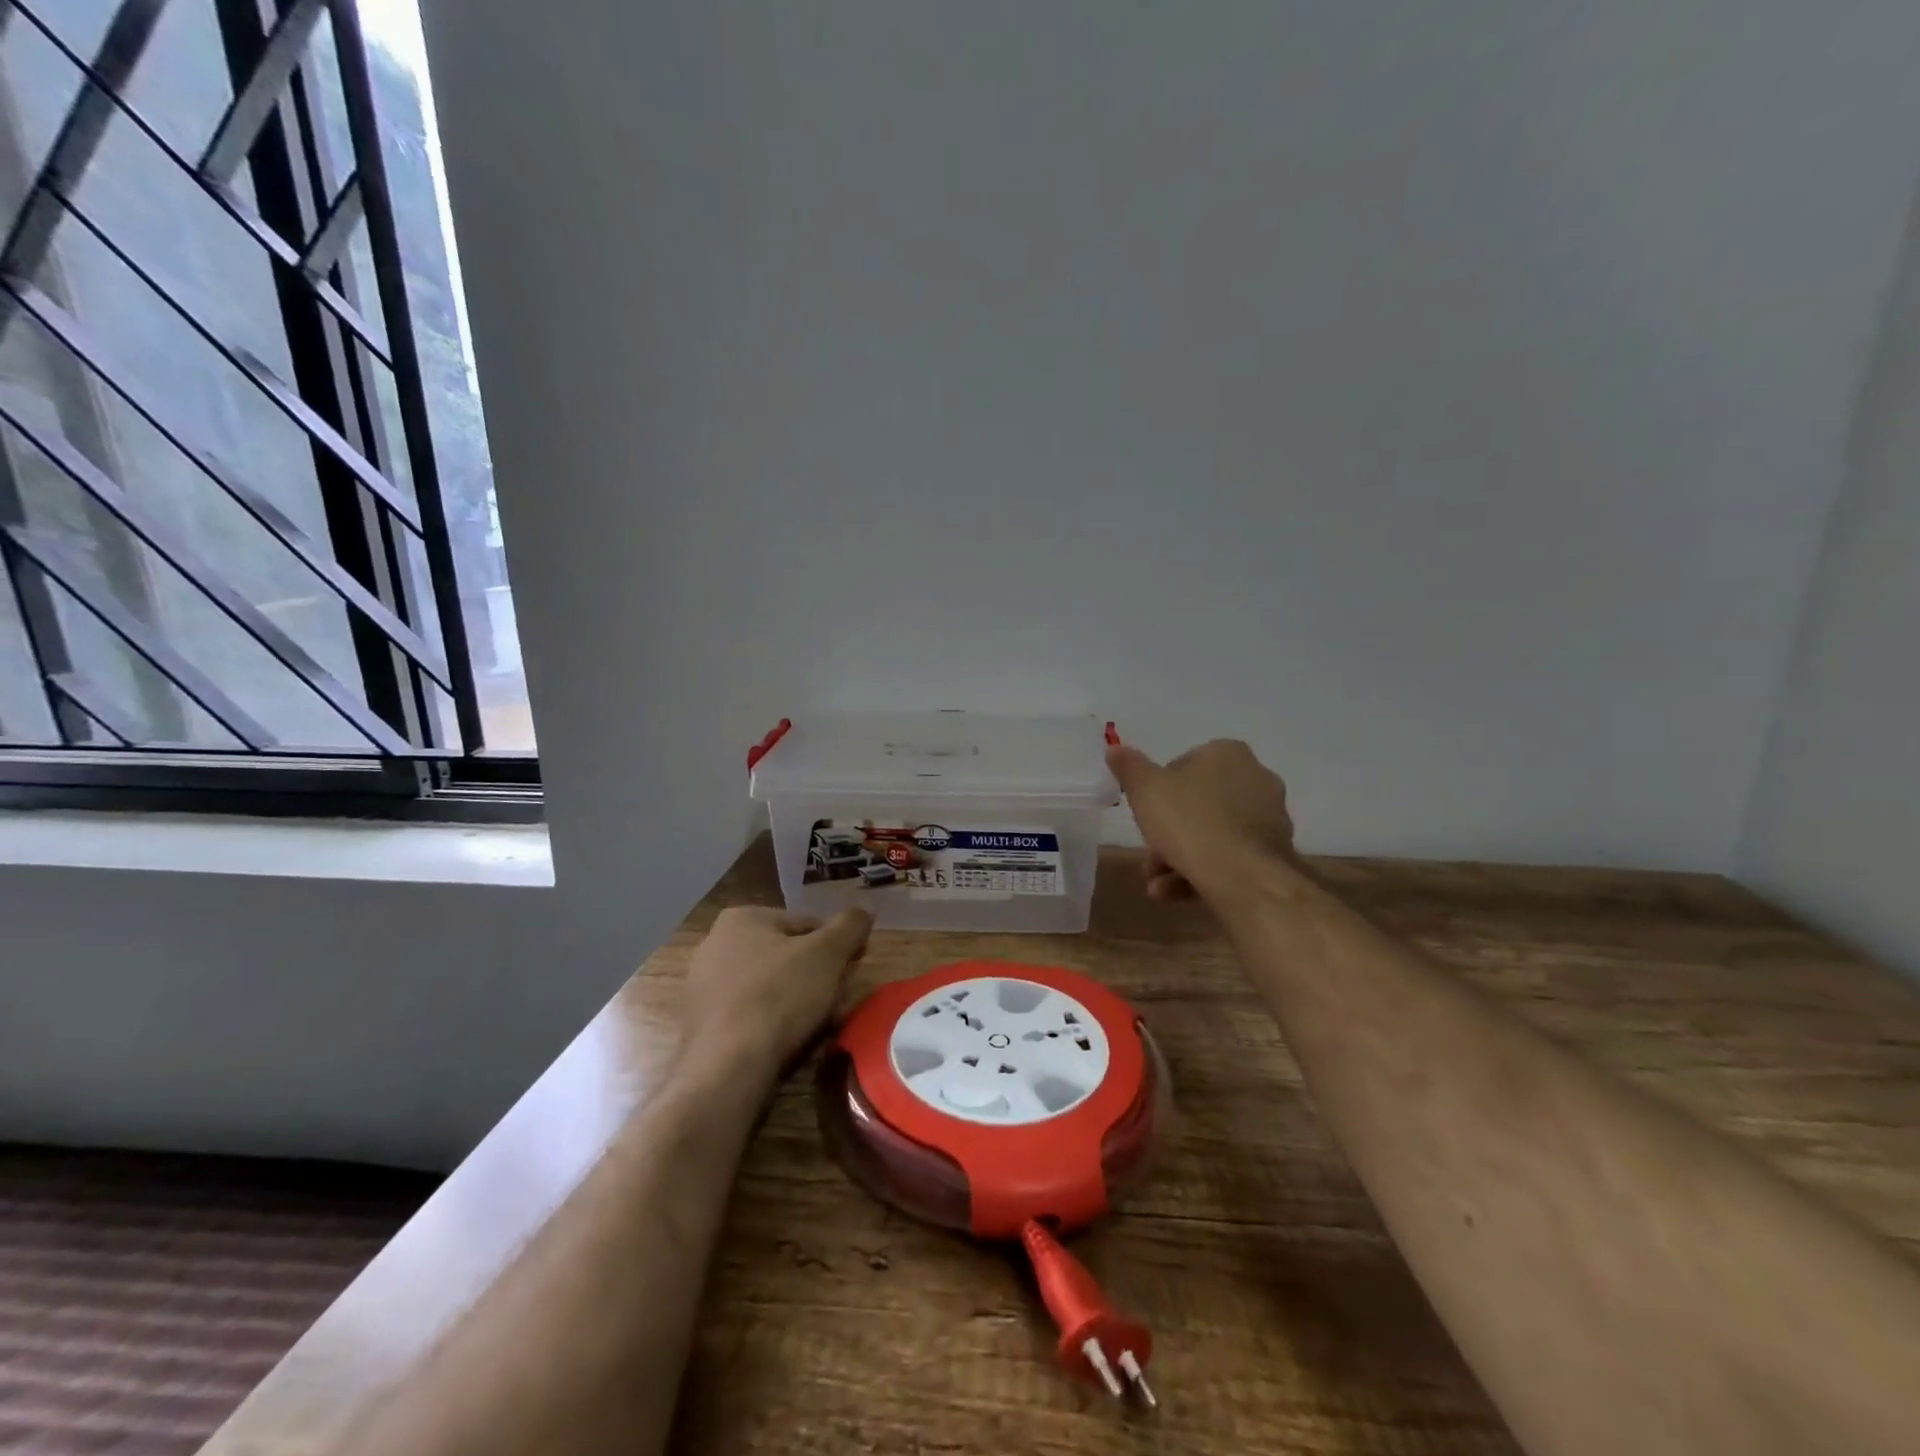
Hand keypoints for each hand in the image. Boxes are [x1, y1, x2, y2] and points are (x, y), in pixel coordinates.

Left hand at [680, 906, 873, 1074]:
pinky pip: (750, 1013)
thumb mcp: (828, 953)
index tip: (852, 970)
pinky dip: (772, 1021)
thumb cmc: (779, 995)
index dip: (837, 946)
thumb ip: (850, 926)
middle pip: (786, 955)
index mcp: (743, 918)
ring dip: (798, 1000)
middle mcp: (715, 944)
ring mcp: (704, 986)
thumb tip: (863, 912)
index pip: (806, 925)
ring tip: (820, 1024)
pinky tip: (790, 1040)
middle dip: (816, 976)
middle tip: (838, 1000)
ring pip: (770, 986)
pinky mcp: (701, 1023)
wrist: (728, 1066)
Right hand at [1106, 739, 1297, 903]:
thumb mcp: (1144, 789)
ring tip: (1157, 885)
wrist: (1241, 876)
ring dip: (1180, 858)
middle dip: (1169, 832)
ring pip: (1213, 835)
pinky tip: (1176, 894)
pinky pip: (1231, 858)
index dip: (1159, 790)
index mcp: (1228, 753)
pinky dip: (1203, 873)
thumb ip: (1129, 767)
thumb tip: (1115, 749)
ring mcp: (1270, 819)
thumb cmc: (1189, 821)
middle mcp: (1257, 779)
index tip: (1146, 814)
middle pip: (1199, 804)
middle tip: (1148, 855)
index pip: (1184, 764)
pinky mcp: (1276, 854)